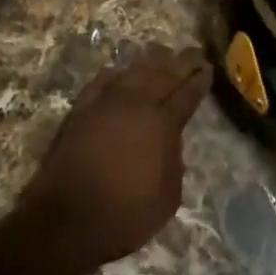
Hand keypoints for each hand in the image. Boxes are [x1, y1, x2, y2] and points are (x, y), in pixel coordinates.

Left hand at [15, 47, 211, 274]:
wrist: (66, 221)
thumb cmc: (125, 215)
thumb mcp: (167, 197)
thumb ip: (175, 162)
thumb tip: (170, 142)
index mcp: (162, 123)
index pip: (187, 93)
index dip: (200, 80)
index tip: (209, 69)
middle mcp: (137, 103)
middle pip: (164, 73)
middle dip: (182, 62)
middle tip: (194, 53)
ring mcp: (106, 102)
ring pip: (134, 70)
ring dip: (151, 61)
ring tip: (163, 54)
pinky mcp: (81, 109)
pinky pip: (102, 81)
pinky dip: (115, 74)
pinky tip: (120, 72)